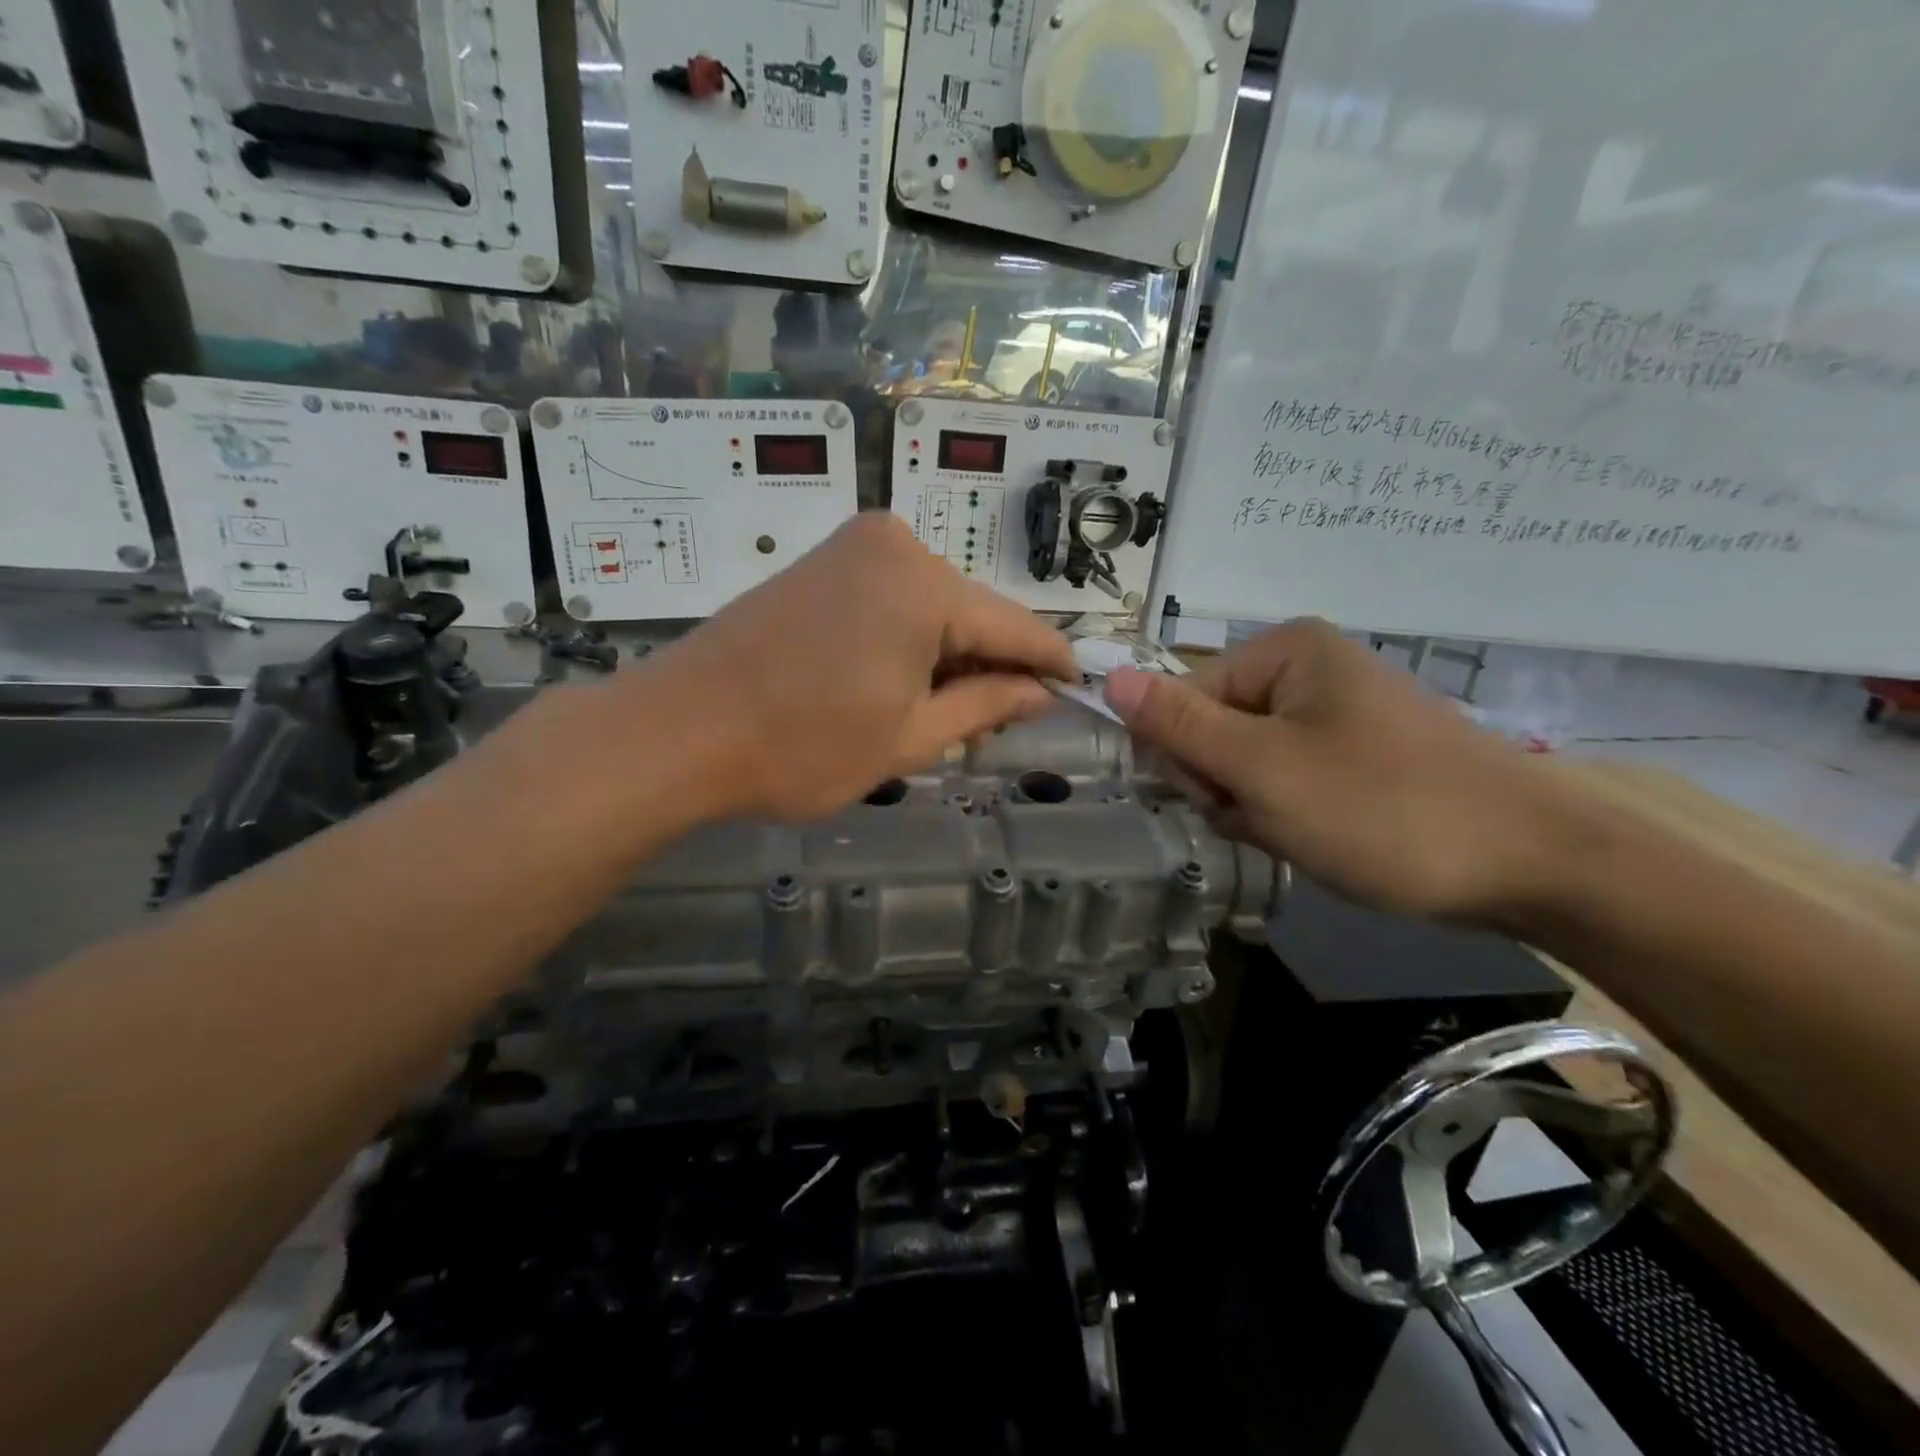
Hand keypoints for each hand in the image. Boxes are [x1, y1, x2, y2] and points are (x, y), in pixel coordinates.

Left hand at [653, 512, 1076, 819]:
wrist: (678, 730)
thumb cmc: (800, 746)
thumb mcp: (909, 737)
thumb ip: (985, 705)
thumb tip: (1040, 690)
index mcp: (923, 584)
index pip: (1015, 626)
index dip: (1051, 663)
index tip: (1080, 688)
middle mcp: (894, 545)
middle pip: (972, 613)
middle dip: (992, 666)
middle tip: (998, 725)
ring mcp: (851, 548)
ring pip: (933, 606)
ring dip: (949, 656)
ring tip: (942, 714)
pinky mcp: (822, 564)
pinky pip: (892, 598)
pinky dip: (910, 639)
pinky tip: (900, 683)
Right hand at [1102, 621, 1579, 924]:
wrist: (1534, 866)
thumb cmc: (1383, 808)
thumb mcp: (1263, 769)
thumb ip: (1180, 725)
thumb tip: (1109, 677)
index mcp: (1287, 652)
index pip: (1185, 699)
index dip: (1189, 758)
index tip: (1225, 800)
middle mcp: (1311, 669)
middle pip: (1217, 730)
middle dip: (1228, 785)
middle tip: (1272, 819)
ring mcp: (1340, 713)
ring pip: (1250, 763)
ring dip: (1257, 806)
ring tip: (1305, 834)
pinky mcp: (1362, 754)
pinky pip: (1291, 778)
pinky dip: (1292, 813)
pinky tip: (1324, 837)